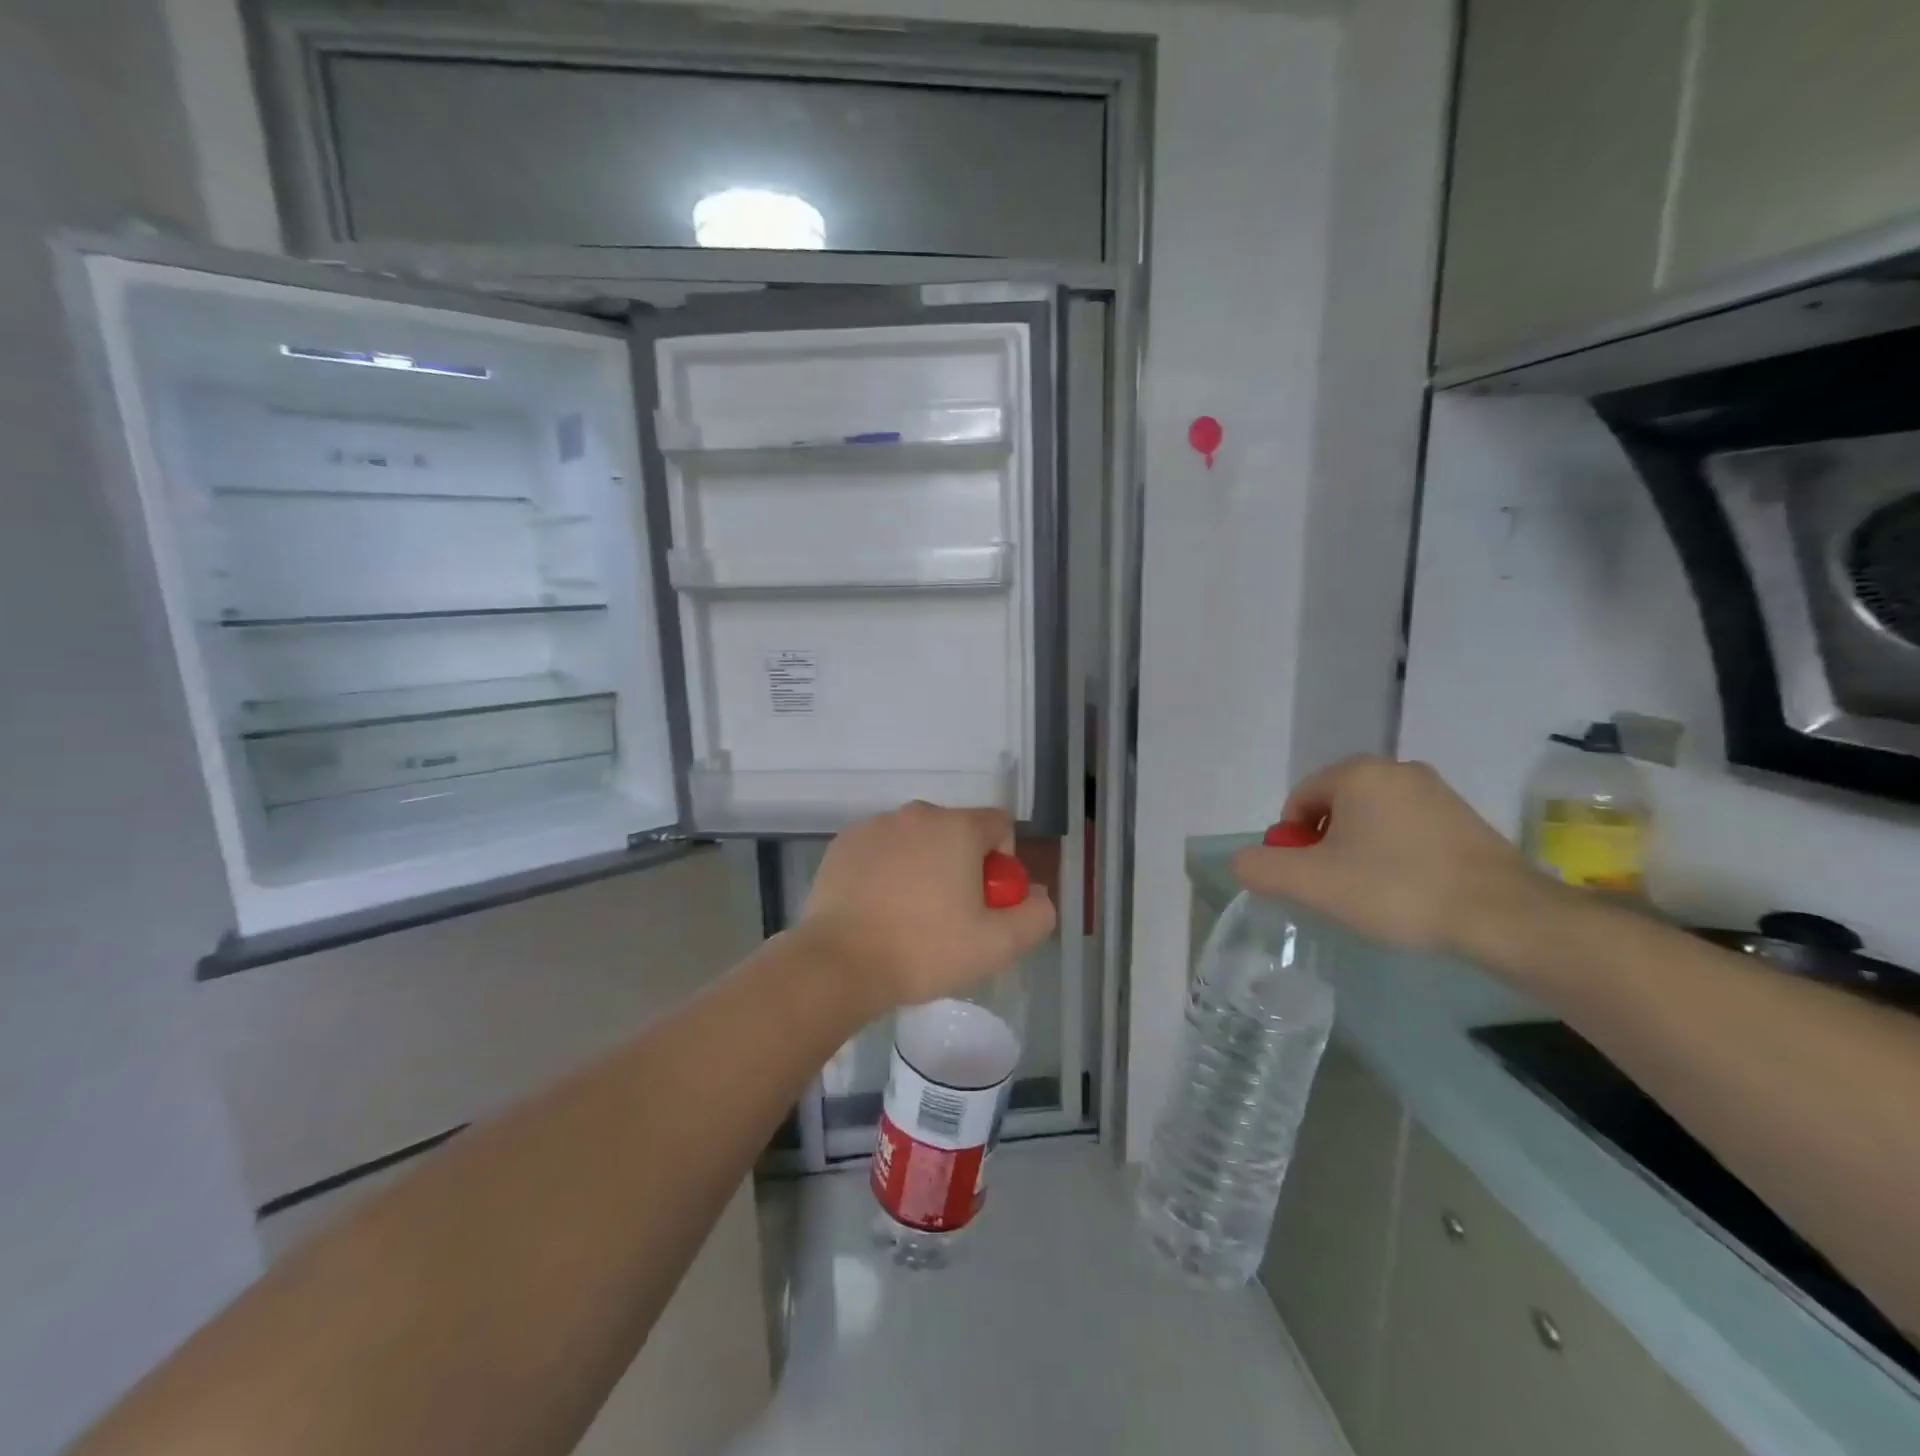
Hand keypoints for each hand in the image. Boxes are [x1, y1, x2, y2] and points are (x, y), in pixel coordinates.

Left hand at [795, 802, 1056, 1015]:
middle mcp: (917, 814)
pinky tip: (877, 909)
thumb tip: (1036, 893)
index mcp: (957, 827)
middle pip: (956, 831)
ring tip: (908, 916)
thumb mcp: (997, 945)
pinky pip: (881, 849)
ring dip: (922, 866)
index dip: (1002, 861)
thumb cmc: (924, 950)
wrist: (839, 963)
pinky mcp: (843, 844)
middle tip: (949, 915)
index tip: (985, 900)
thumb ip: (1035, 915)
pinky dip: (886, 870)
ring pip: (916, 840)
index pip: (999, 824)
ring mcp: (875, 826)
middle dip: (961, 864)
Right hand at [1231, 756, 1561, 955]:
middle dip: (1326, 846)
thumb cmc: (1397, 888)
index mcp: (1357, 773)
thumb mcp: (1313, 883)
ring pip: (1371, 820)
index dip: (1293, 842)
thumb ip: (1262, 868)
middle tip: (1338, 889)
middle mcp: (1396, 769)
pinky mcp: (1465, 818)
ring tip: (1374, 894)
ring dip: (1360, 851)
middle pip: (1334, 807)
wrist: (1503, 916)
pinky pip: (1408, 830)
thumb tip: (1242, 860)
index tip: (1310, 879)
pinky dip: (1396, 855)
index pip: (1299, 800)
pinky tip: (1409, 890)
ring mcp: (1436, 791)